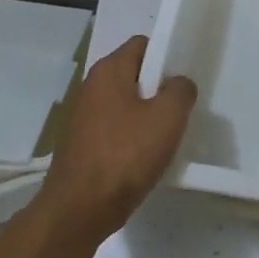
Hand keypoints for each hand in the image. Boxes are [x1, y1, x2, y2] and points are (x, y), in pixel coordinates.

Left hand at [36, 36, 196, 248]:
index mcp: (108, 70)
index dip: (165, 57)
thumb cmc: (124, 156)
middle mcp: (90, 86)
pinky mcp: (78, 145)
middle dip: (157, 90)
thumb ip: (181, 90)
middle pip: (133, 75)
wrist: (77, 213)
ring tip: (162, 140)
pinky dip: (128, 139)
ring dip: (144, 118)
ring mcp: (80, 116)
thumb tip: (178, 84)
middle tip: (177, 113)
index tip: (181, 82)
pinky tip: (141, 161)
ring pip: (123, 105)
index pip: (143, 45)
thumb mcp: (168, 118)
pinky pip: (112, 130)